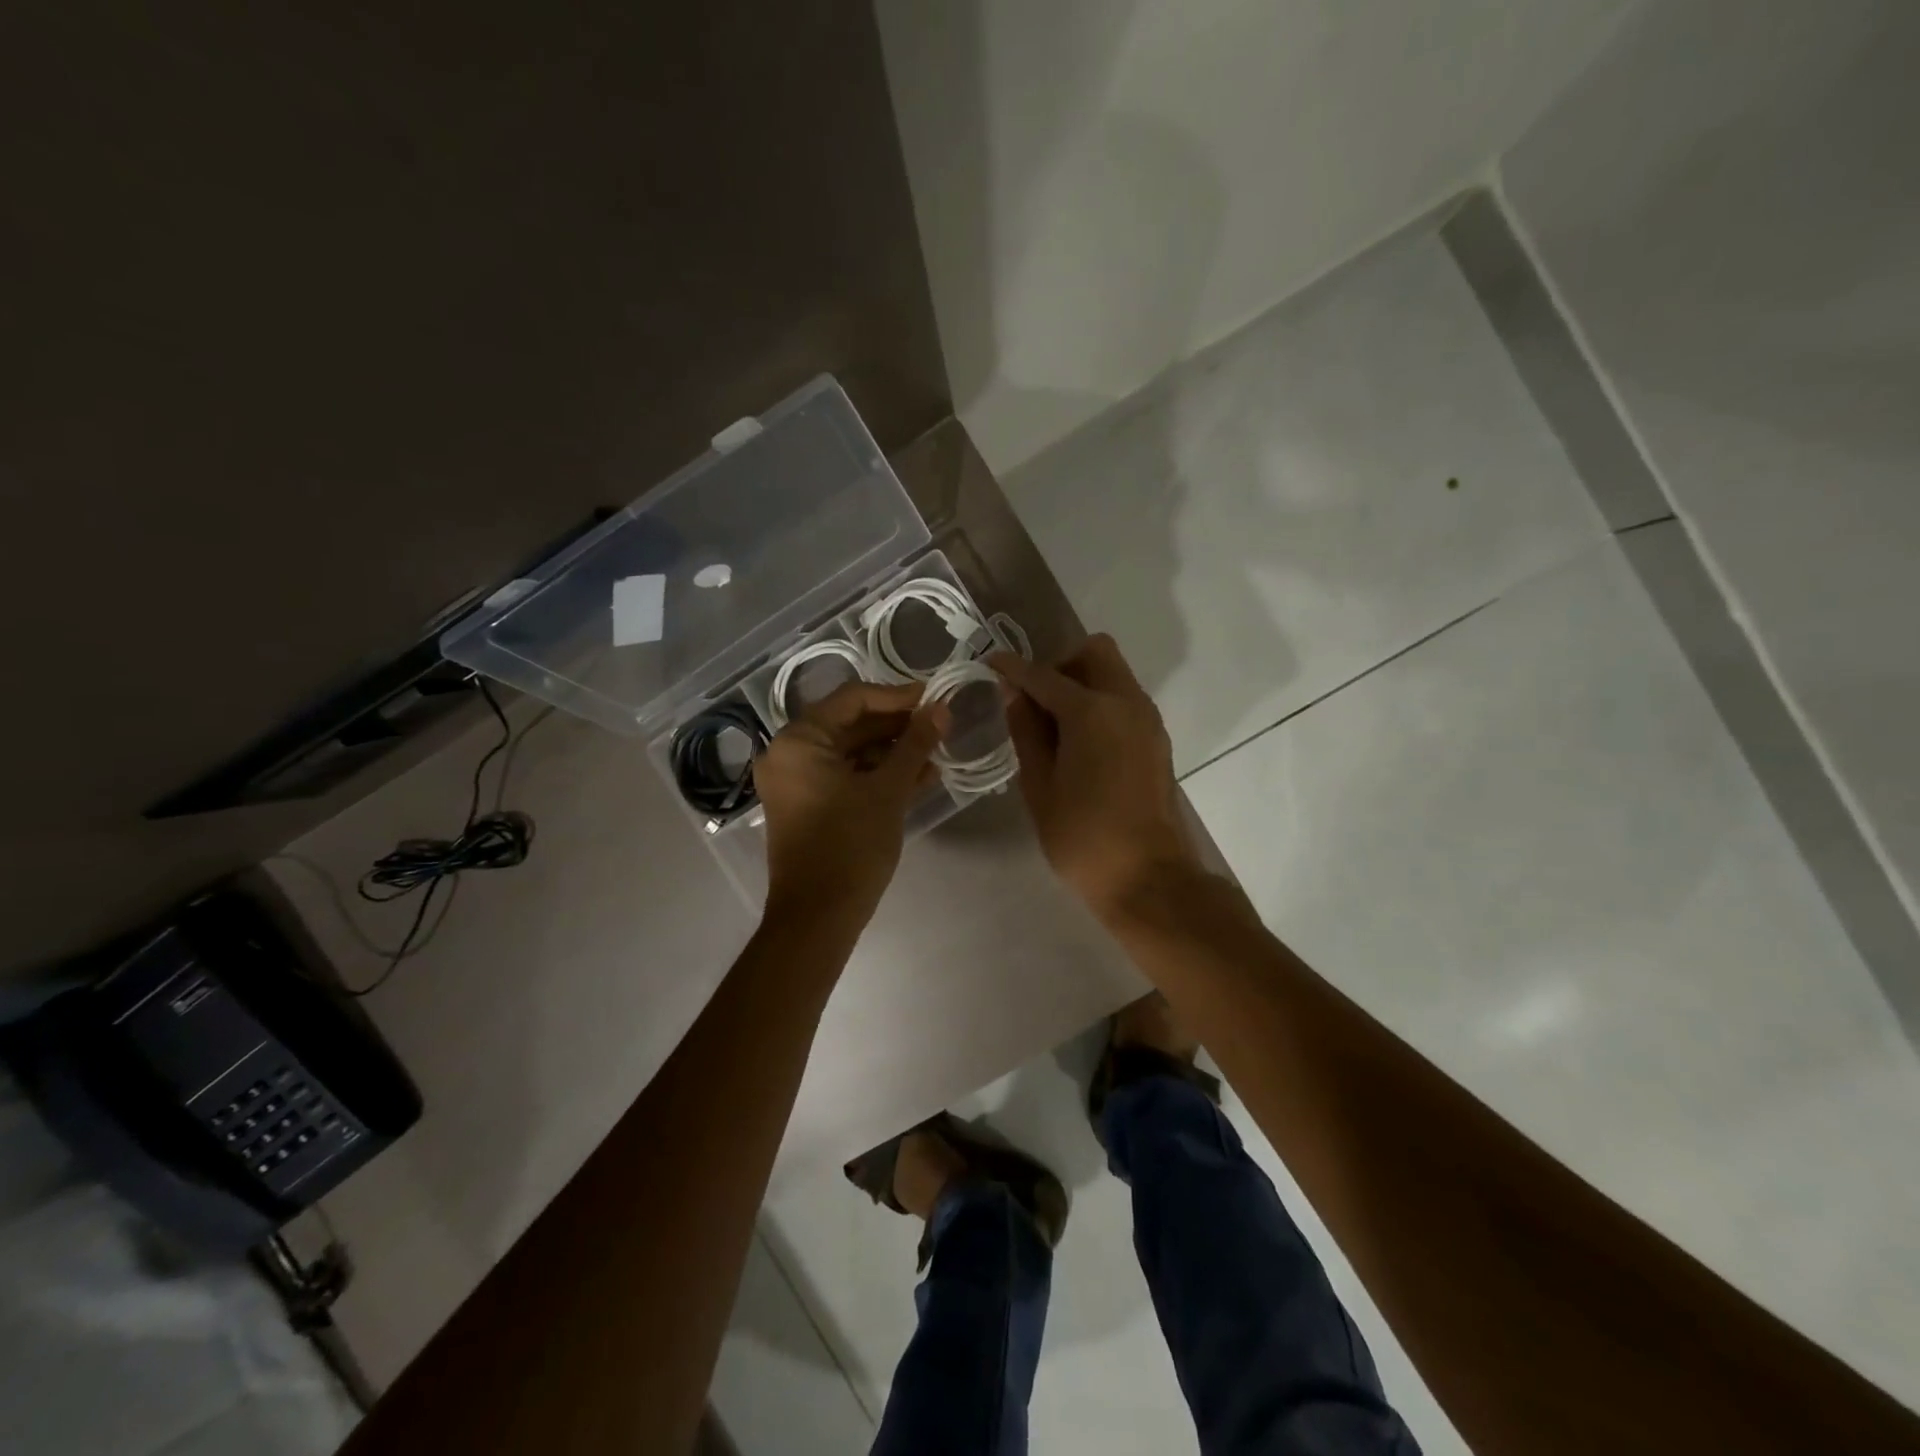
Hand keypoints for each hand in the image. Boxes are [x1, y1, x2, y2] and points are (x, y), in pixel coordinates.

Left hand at [753, 681, 949, 925]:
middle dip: (897, 725)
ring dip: (892, 751)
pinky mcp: (808, 805)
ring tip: (937, 752)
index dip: (897, 696)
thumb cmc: (851, 845)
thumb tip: (941, 709)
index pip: (852, 699)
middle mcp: (790, 753)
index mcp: (800, 740)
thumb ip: (915, 744)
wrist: (819, 916)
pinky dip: (877, 774)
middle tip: (940, 725)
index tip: (934, 698)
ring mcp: (797, 781)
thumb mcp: (888, 790)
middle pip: (850, 724)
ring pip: (851, 752)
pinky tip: (919, 776)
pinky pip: (845, 776)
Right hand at [992, 634, 1199, 920]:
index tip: (990, 663)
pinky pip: (1125, 699)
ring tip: (1054, 725)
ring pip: (1114, 674)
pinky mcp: (1156, 739)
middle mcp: (1126, 703)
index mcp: (1092, 712)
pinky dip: (1100, 703)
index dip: (1013, 668)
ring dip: (1082, 682)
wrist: (1148, 877)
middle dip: (1060, 664)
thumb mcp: (1039, 786)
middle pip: (1094, 653)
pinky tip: (1079, 742)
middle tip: (1035, 699)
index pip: (1044, 675)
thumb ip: (1026, 732)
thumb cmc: (1082, 837)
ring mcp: (1147, 720)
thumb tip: (1014, 694)